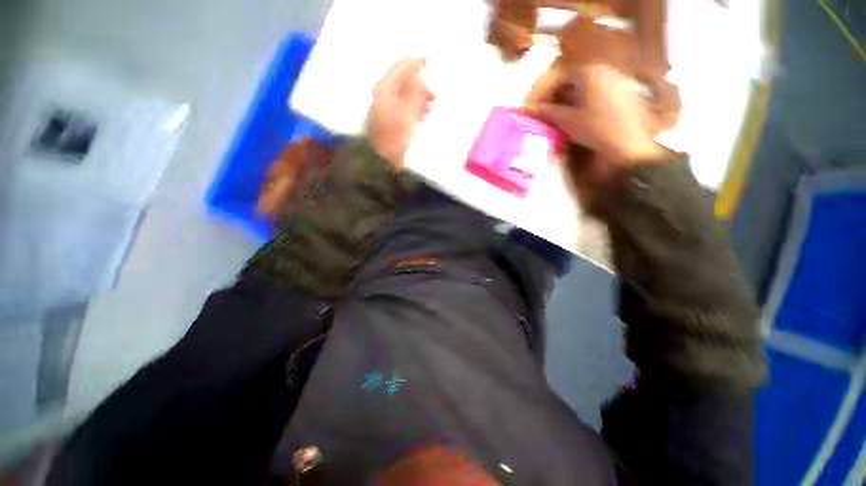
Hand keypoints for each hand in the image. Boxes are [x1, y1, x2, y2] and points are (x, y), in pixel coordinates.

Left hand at [366, 57, 433, 168]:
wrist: (382, 161)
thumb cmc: (394, 137)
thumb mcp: (406, 114)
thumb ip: (413, 93)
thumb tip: (417, 74)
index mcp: (384, 90)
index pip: (399, 68)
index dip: (413, 62)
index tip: (428, 61)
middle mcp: (383, 96)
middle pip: (402, 83)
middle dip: (419, 86)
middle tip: (433, 95)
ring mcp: (385, 109)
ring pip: (404, 96)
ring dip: (418, 98)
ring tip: (430, 107)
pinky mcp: (389, 121)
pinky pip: (403, 108)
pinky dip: (413, 109)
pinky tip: (422, 116)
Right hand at [526, 63, 666, 166]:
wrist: (630, 145)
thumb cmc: (597, 128)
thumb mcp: (568, 120)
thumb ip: (546, 112)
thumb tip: (526, 109)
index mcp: (588, 71)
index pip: (555, 75)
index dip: (538, 91)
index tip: (527, 107)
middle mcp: (601, 69)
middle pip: (567, 77)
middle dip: (548, 94)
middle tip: (537, 110)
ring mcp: (611, 79)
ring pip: (578, 85)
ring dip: (561, 98)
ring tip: (550, 115)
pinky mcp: (617, 92)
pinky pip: (589, 91)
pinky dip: (575, 101)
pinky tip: (569, 115)